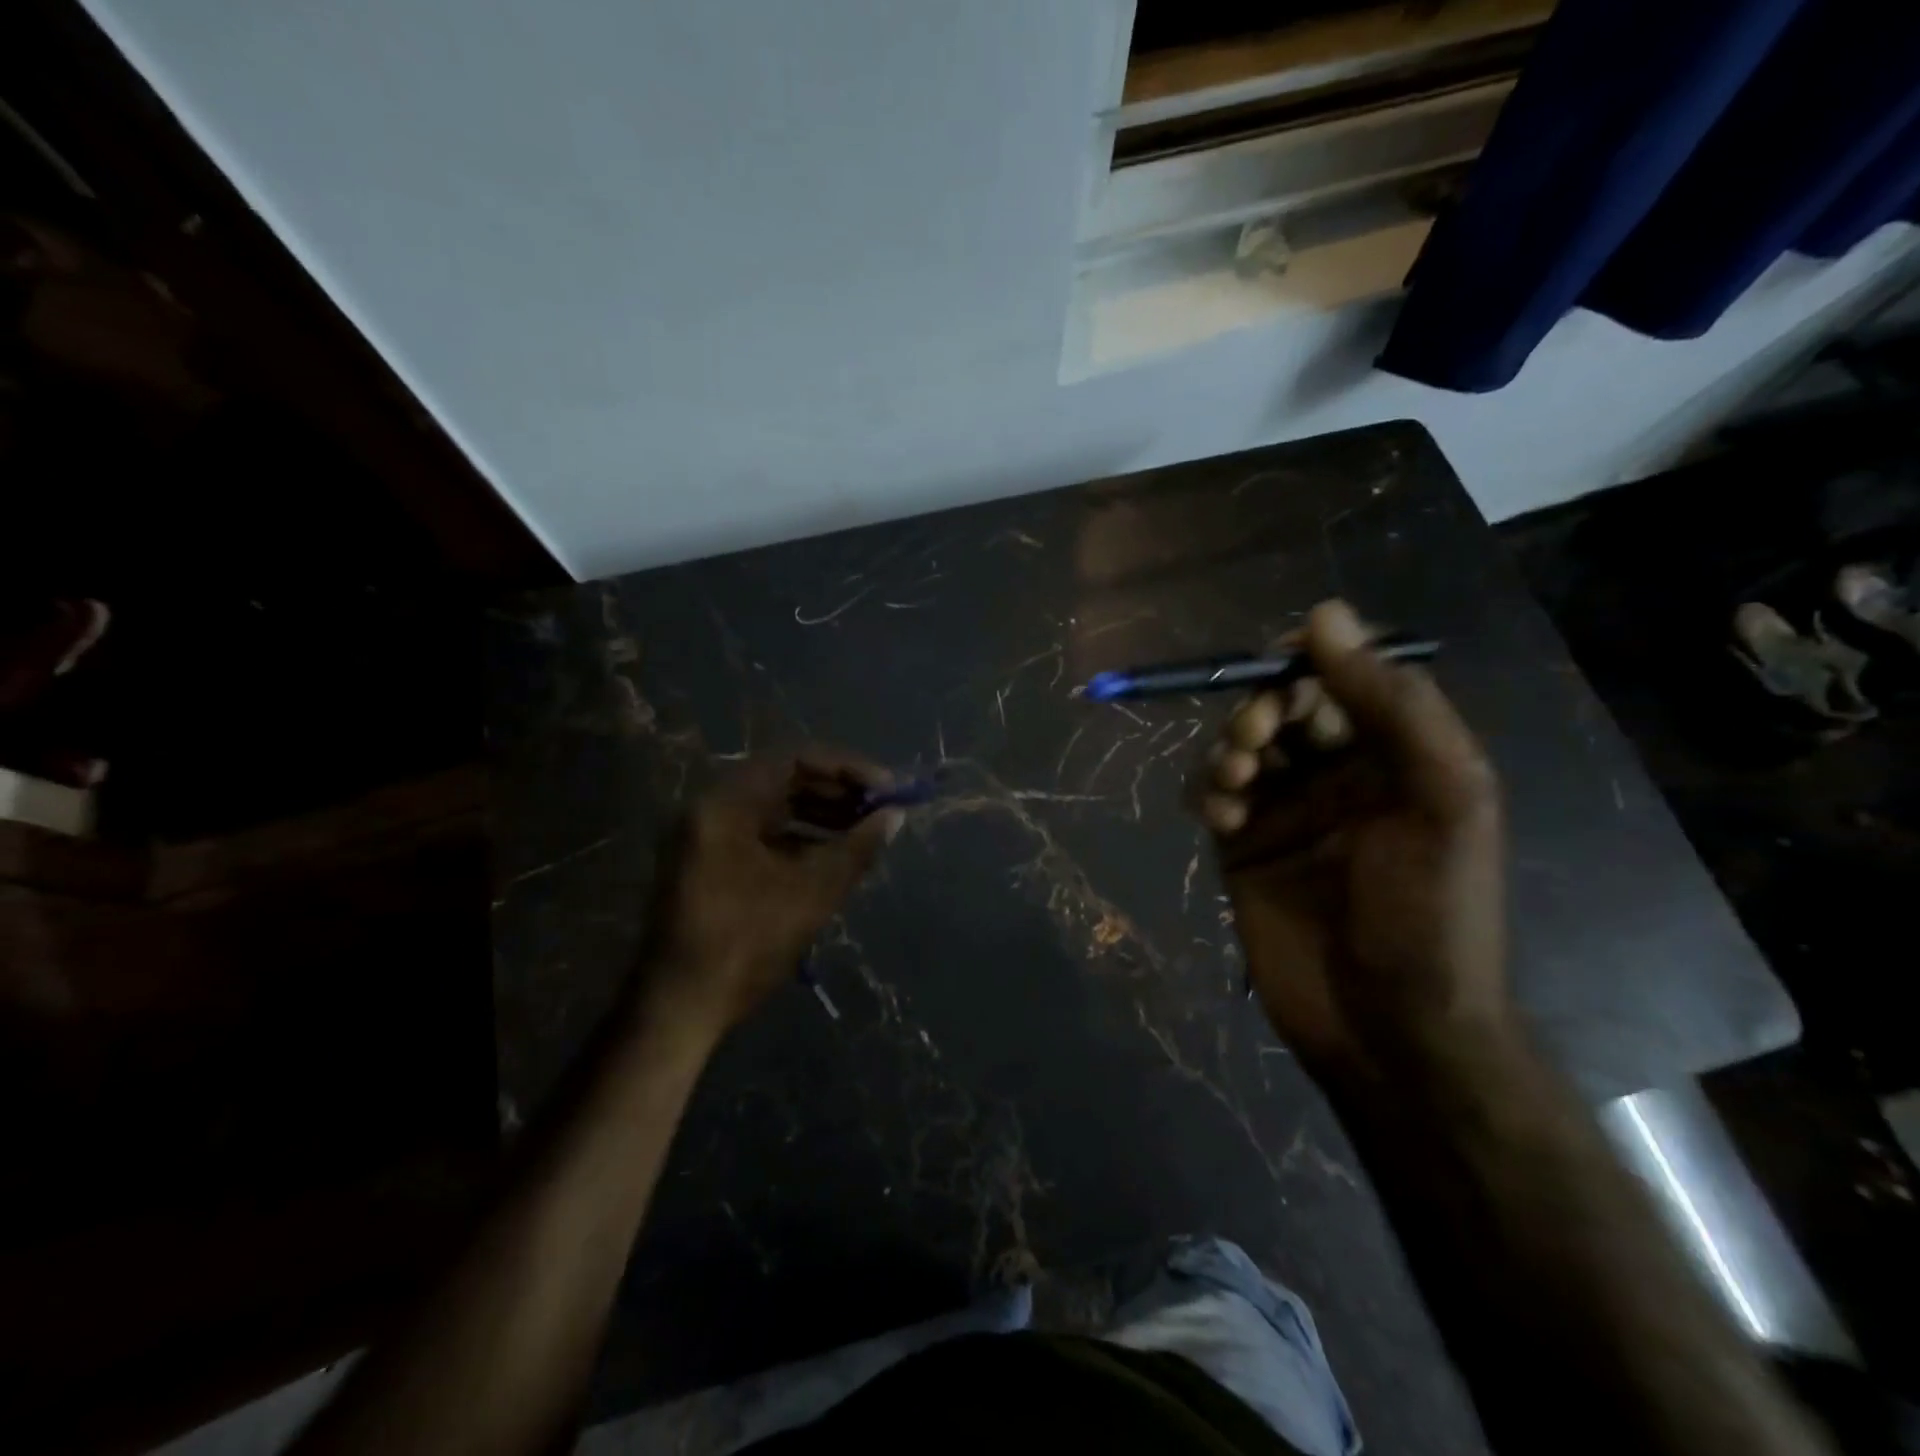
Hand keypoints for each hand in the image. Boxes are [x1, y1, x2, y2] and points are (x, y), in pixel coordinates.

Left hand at [637, 748, 901, 1037]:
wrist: (679, 1009)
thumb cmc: (745, 944)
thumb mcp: (811, 894)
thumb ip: (856, 848)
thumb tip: (894, 816)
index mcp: (726, 805)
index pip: (794, 760)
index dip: (847, 769)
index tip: (886, 788)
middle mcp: (711, 810)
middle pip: (783, 780)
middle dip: (836, 792)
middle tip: (879, 809)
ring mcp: (707, 837)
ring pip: (774, 808)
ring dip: (821, 815)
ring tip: (864, 832)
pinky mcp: (710, 864)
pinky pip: (761, 834)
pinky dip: (799, 838)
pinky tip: (832, 855)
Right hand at [1195, 601, 1510, 1079]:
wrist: (1390, 1030)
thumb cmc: (1431, 915)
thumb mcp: (1441, 798)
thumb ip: (1392, 703)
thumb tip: (1325, 613)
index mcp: (1398, 755)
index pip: (1346, 677)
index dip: (1310, 660)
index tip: (1278, 663)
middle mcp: (1340, 774)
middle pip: (1284, 706)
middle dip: (1263, 709)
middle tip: (1258, 740)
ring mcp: (1287, 810)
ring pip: (1241, 745)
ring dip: (1231, 748)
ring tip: (1237, 782)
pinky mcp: (1242, 846)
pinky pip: (1211, 793)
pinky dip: (1208, 789)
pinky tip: (1220, 817)